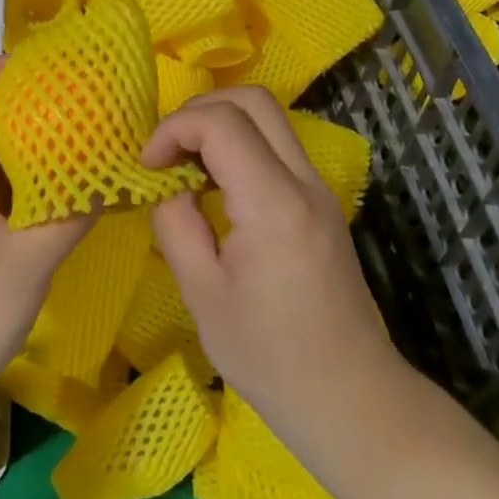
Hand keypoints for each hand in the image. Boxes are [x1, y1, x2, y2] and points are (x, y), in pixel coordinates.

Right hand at [143, 87, 406, 447]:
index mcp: (274, 204)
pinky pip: (277, 147)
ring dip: (220, 124)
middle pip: (253, 100)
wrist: (351, 398)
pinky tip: (214, 185)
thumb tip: (166, 184)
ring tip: (184, 165)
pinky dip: (239, 145)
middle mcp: (304, 182)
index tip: (147, 165)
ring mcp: (319, 190)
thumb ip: (176, 225)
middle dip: (198, 111)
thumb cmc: (270, 358)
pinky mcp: (321, 203)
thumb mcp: (202, 295)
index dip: (173, 129)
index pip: (221, 122)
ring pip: (269, 118)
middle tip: (165, 151)